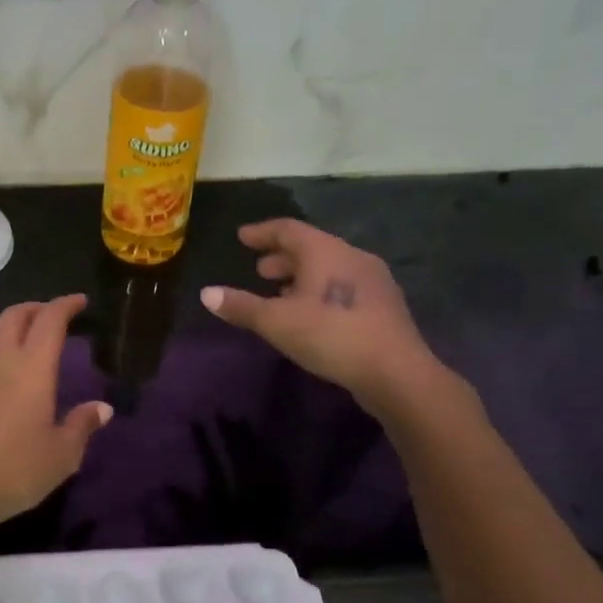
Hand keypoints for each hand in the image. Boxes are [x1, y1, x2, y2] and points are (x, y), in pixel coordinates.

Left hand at [0, 294, 112, 538]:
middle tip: (52, 315)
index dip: (66, 305)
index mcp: (31, 365)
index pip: (50, 319)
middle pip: (16, 314)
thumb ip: (81, 426)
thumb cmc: (10, 470)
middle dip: (37, 308)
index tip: (79, 301)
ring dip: (9, 324)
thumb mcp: (60, 457)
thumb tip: (102, 408)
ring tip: (22, 337)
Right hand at [201, 219, 450, 407]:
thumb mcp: (277, 322)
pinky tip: (311, 313)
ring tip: (281, 294)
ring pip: (329, 267)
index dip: (262, 232)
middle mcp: (351, 256)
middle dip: (282, 257)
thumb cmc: (331, 335)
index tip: (243, 236)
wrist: (397, 373)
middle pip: (311, 247)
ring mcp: (373, 280)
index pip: (288, 229)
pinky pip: (343, 286)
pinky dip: (320, 291)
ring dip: (302, 276)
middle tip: (260, 270)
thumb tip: (206, 293)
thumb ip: (241, 306)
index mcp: (325, 251)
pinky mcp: (384, 305)